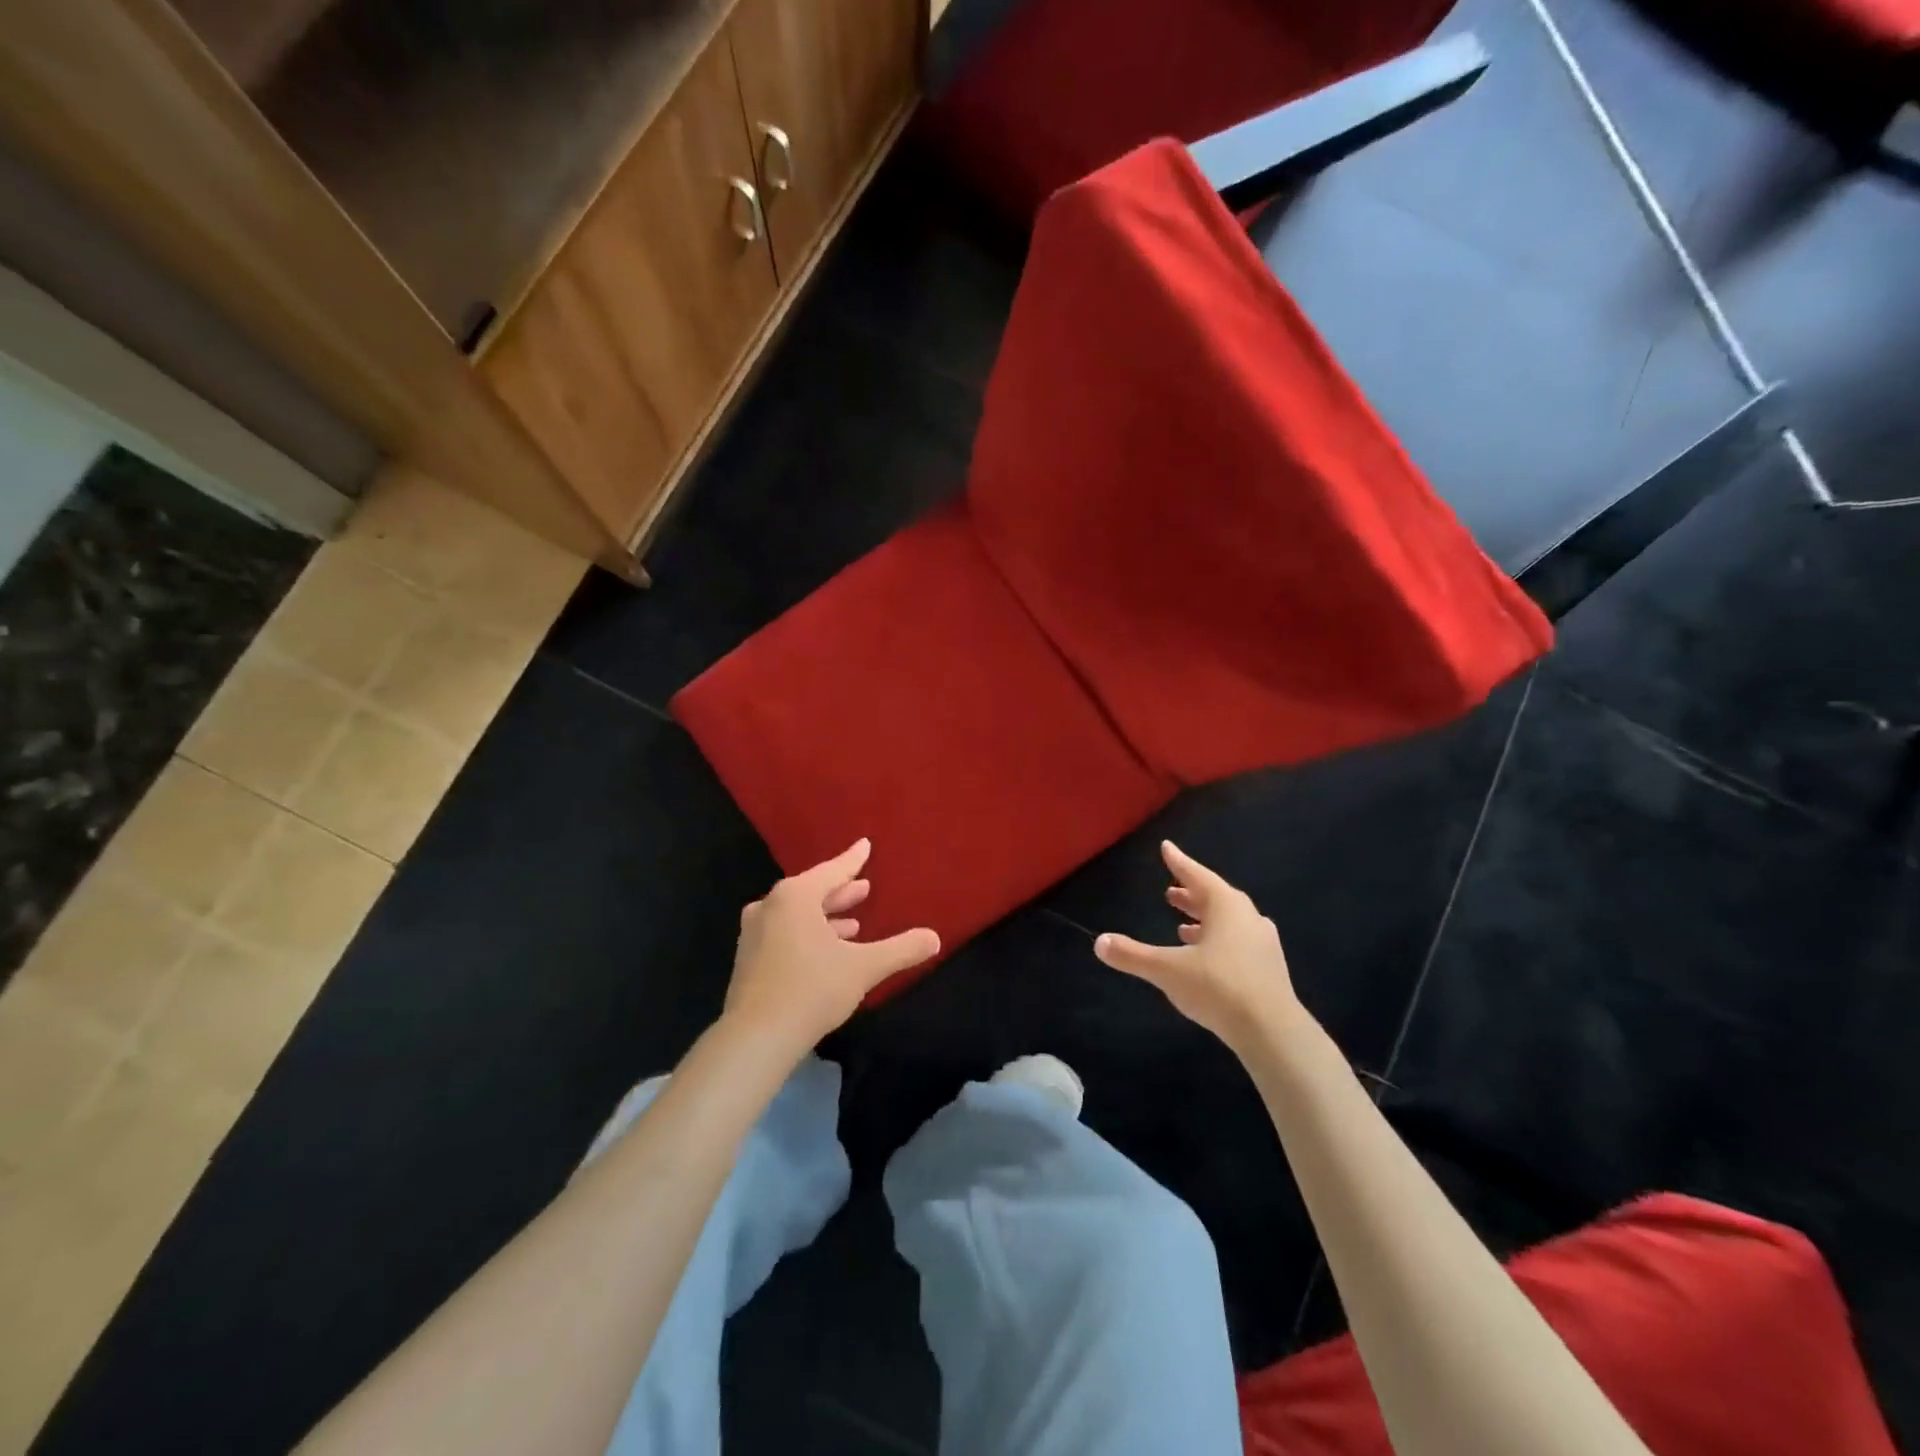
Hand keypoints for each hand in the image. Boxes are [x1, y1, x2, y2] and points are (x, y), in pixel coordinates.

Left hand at [725, 840, 939, 1052]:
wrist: (756, 1037)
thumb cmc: (812, 989)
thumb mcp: (864, 967)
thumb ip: (901, 949)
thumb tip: (934, 938)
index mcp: (795, 896)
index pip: (832, 871)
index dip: (852, 860)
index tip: (865, 845)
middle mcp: (770, 906)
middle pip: (812, 891)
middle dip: (840, 892)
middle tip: (864, 888)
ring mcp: (755, 934)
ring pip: (797, 915)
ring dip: (825, 917)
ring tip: (853, 924)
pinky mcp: (749, 960)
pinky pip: (785, 933)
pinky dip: (807, 934)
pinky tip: (826, 951)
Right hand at [1094, 841, 1306, 1055]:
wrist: (1273, 1032)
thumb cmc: (1218, 988)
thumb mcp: (1167, 971)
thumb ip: (1133, 955)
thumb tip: (1099, 942)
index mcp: (1225, 907)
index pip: (1197, 875)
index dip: (1179, 862)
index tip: (1166, 847)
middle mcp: (1247, 917)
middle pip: (1215, 897)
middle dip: (1191, 894)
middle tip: (1170, 892)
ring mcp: (1262, 943)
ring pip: (1229, 921)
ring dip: (1205, 920)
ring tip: (1182, 927)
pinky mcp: (1269, 968)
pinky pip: (1239, 942)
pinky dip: (1219, 941)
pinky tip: (1207, 957)